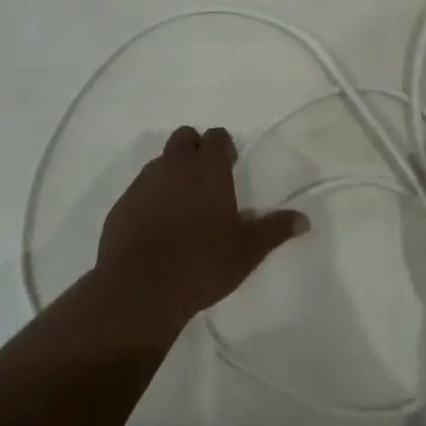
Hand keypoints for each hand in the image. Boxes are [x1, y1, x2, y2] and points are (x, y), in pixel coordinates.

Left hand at [93, 126, 307, 334]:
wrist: (140, 289)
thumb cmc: (203, 263)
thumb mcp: (248, 250)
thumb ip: (275, 229)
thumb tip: (305, 219)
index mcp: (208, 168)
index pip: (216, 136)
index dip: (224, 147)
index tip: (230, 166)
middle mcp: (174, 166)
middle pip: (184, 138)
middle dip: (195, 150)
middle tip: (206, 181)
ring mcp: (143, 183)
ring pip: (160, 163)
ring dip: (171, 174)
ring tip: (182, 206)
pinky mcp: (121, 205)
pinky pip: (139, 190)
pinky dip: (150, 199)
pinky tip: (157, 228)